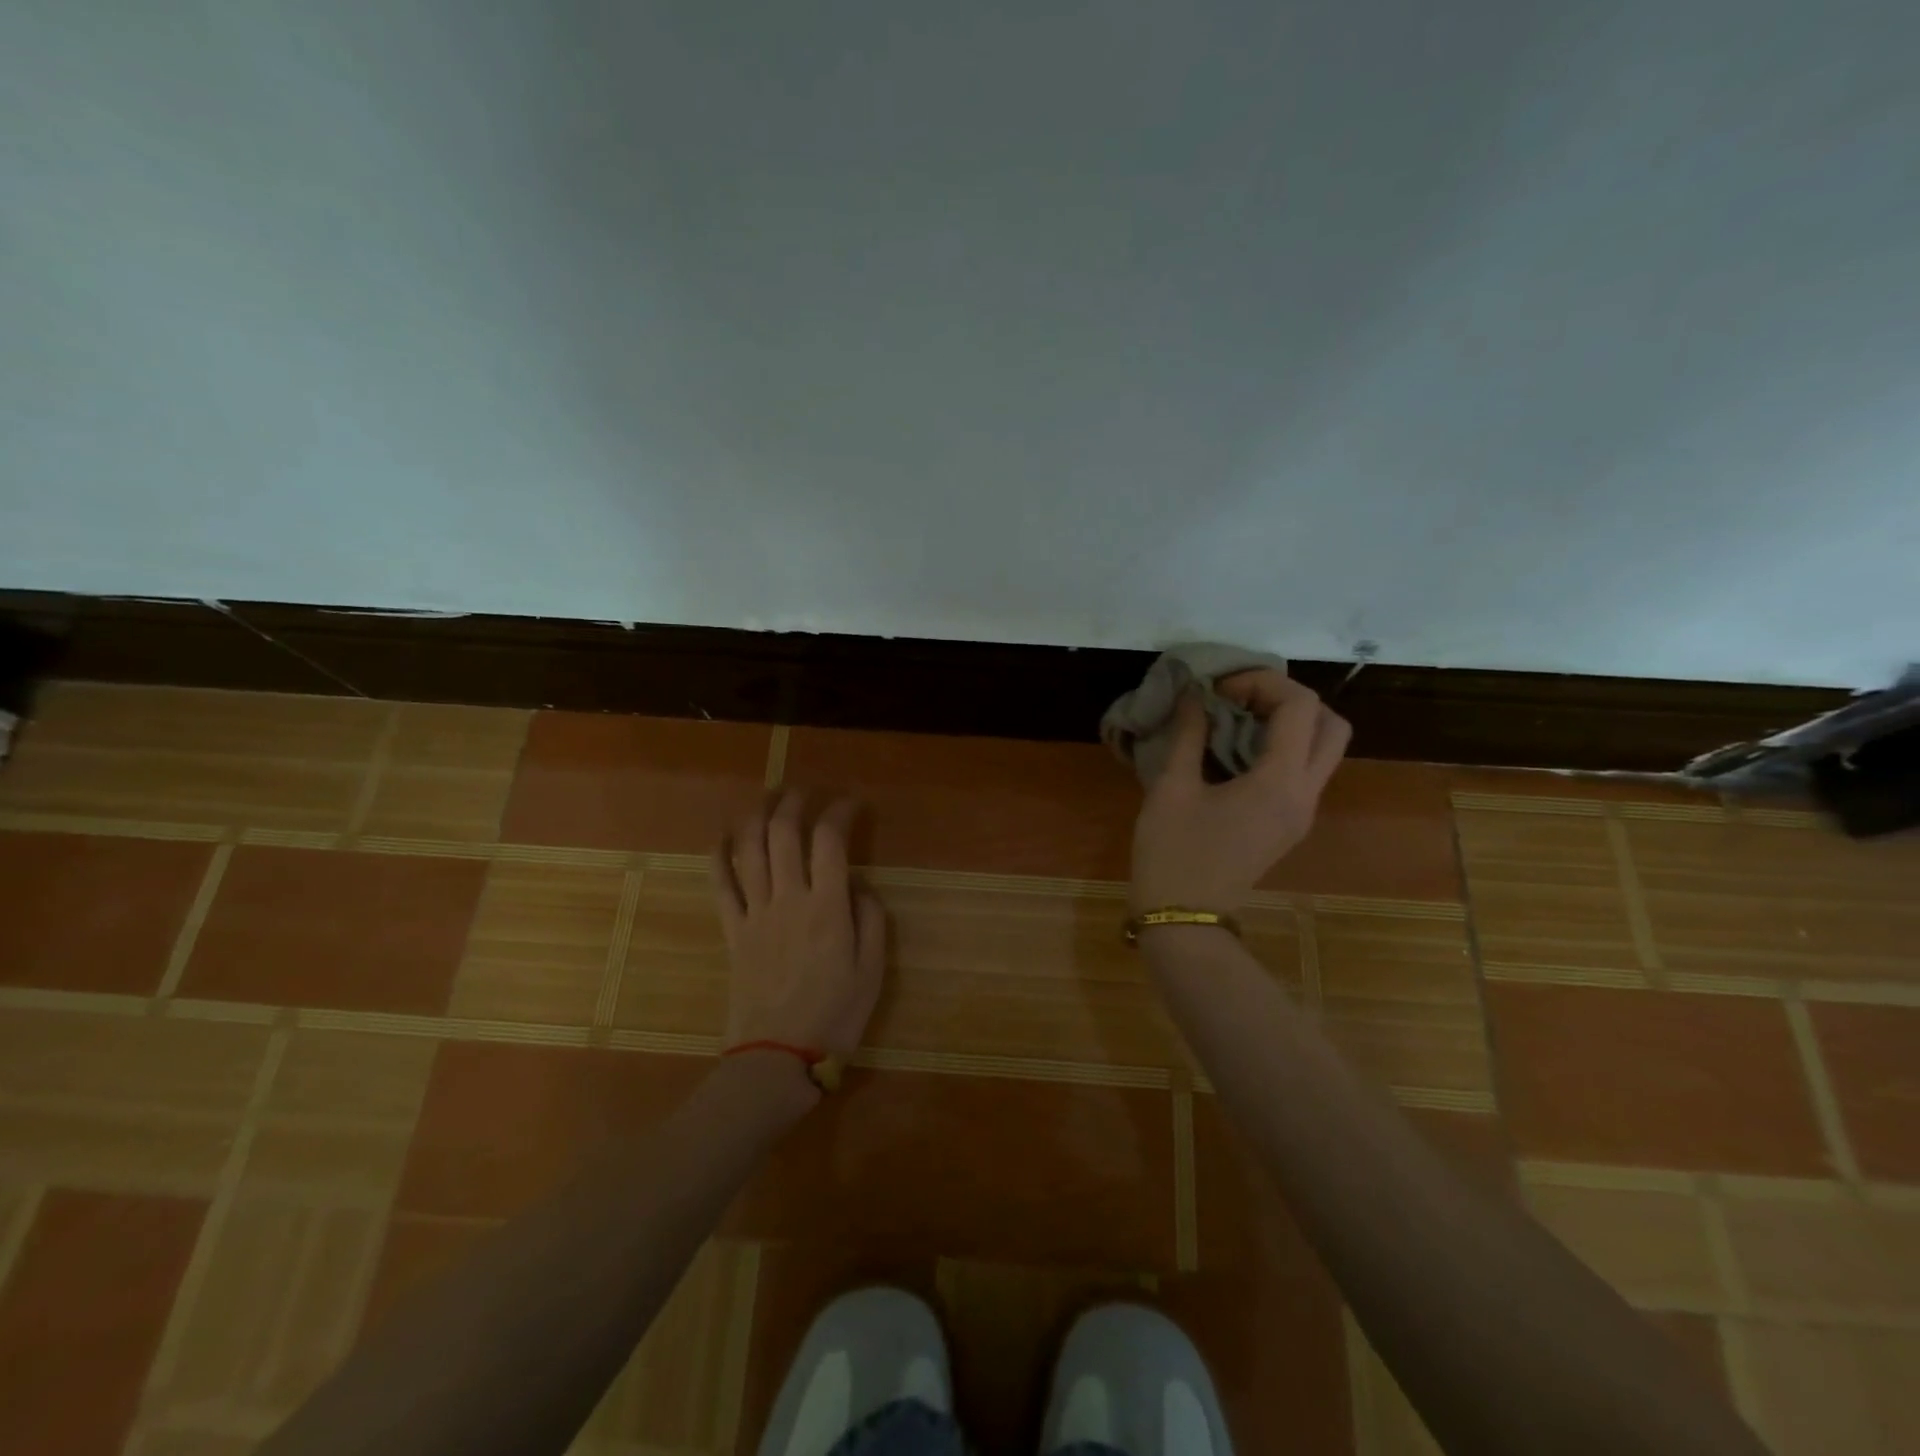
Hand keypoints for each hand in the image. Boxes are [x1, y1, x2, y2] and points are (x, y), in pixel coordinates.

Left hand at [713, 791, 887, 1058]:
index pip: (830, 841)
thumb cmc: (834, 1016)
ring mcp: (755, 913)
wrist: (777, 1058)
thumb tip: (859, 885)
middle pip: (784, 834)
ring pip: (749, 851)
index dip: (840, 813)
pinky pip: (720, 886)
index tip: (851, 804)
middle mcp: (788, 900)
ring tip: (767, 800)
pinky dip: (719, 856)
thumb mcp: (872, 971)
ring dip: (757, 817)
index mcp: (827, 908)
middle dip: (794, 804)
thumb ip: (871, 920)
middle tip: (804, 793)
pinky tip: (723, 837)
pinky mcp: (733, 931)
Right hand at [1130, 669, 1350, 913]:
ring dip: (1291, 722)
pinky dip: (1283, 746)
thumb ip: (1188, 734)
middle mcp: (1305, 794)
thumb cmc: (1172, 853)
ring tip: (1239, 718)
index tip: (1218, 689)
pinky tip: (1237, 748)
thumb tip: (1194, 696)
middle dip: (1290, 699)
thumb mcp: (1171, 788)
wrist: (1184, 918)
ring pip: (1325, 748)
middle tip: (1241, 699)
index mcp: (1279, 783)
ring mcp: (1302, 812)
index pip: (1299, 707)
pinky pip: (1305, 770)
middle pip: (1332, 725)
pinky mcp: (1290, 823)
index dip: (1262, 682)